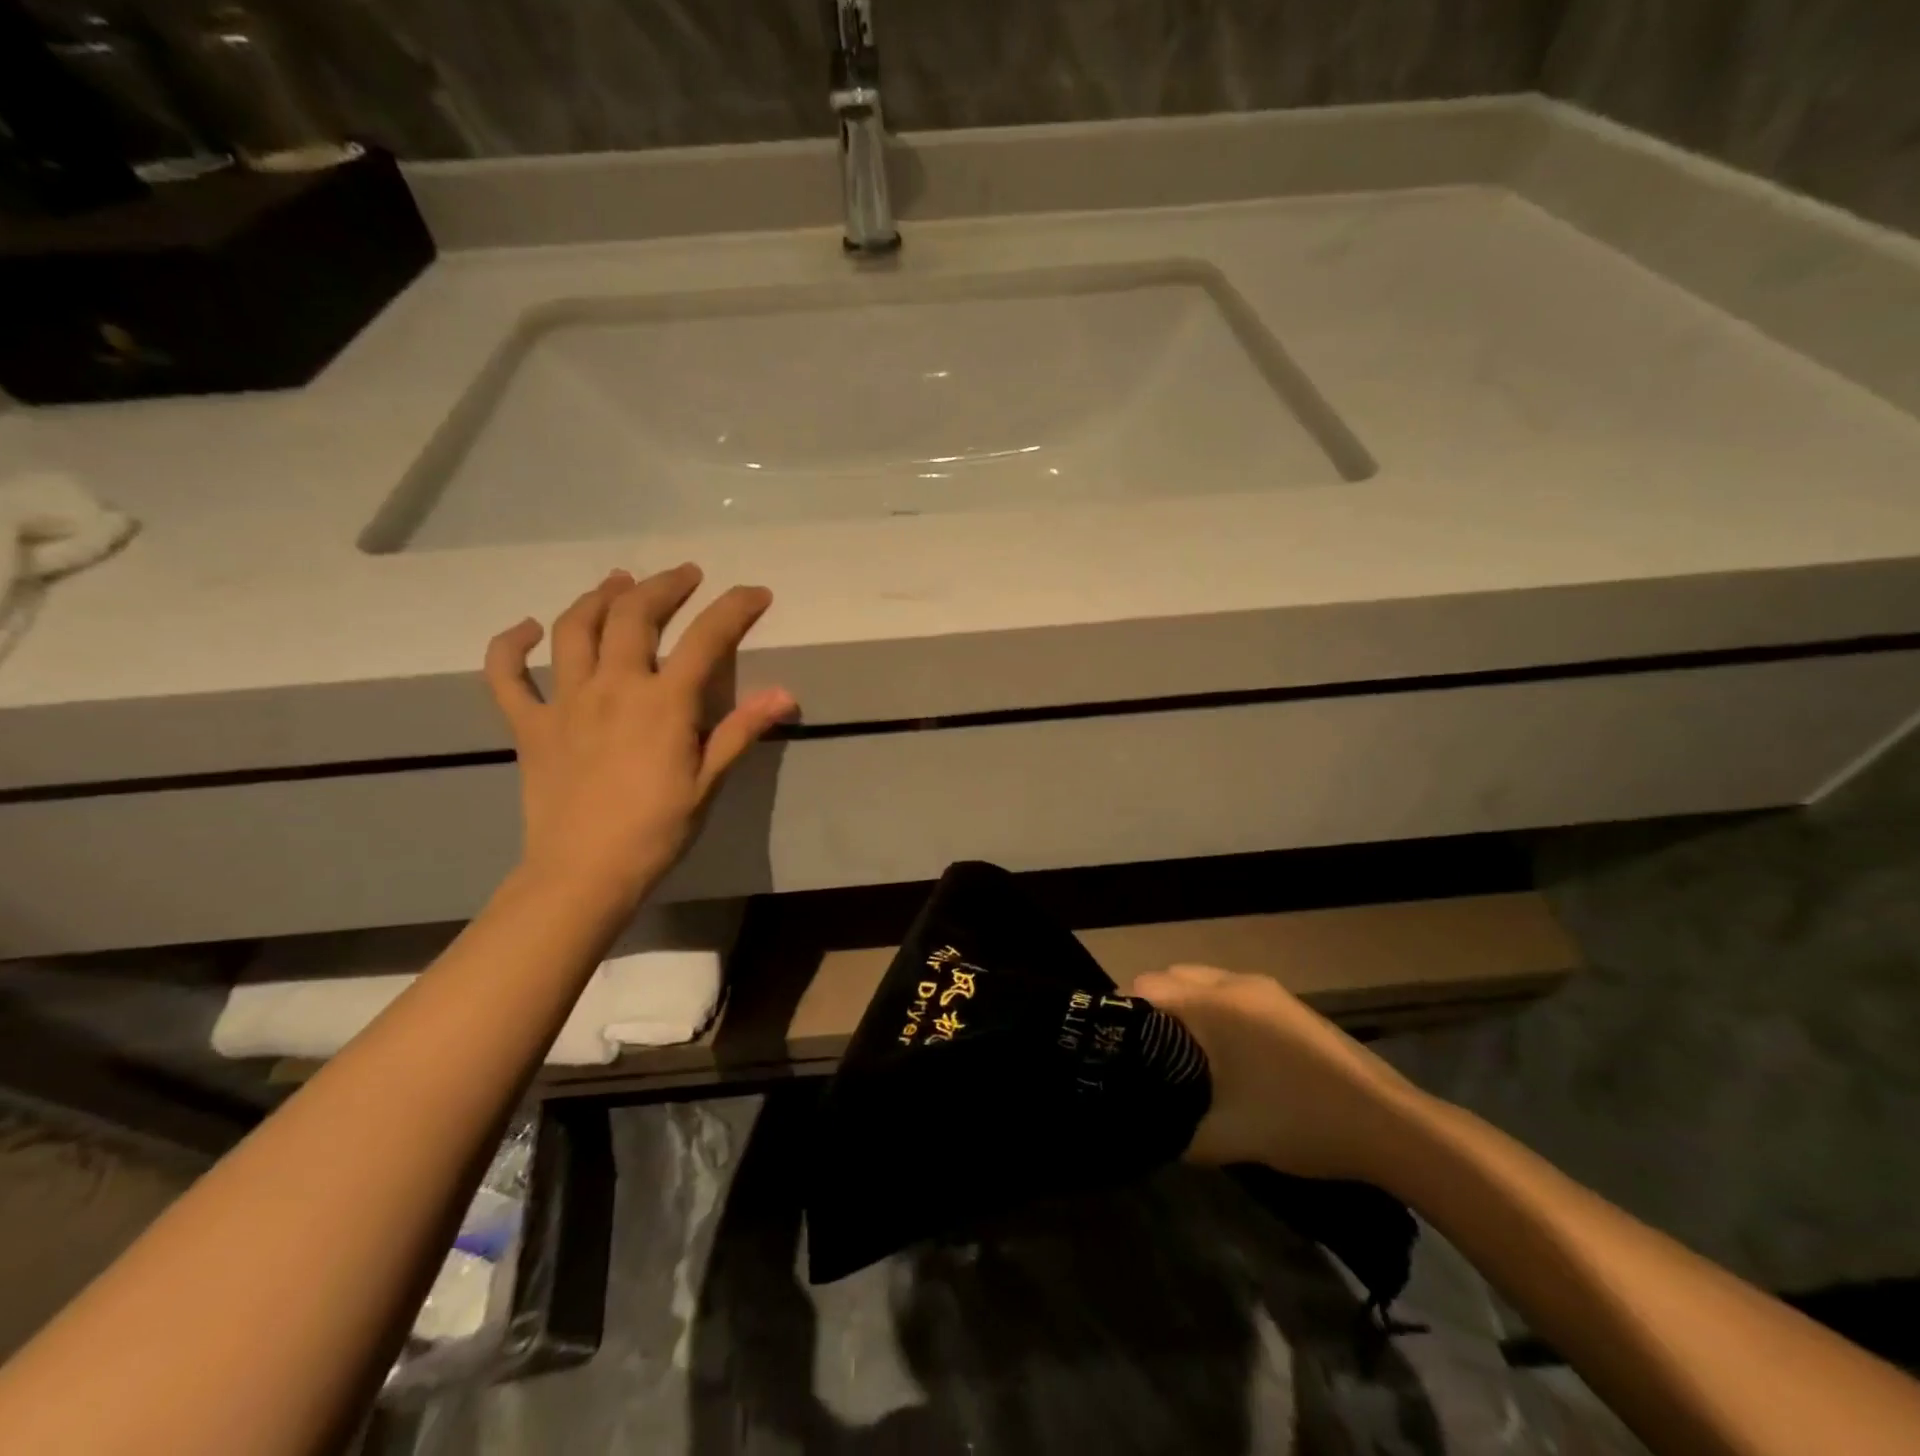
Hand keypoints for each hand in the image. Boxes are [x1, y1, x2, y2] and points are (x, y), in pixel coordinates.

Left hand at [483, 564, 795, 909]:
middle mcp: (613, 687)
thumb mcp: (708, 782)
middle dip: (663, 585)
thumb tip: (785, 694)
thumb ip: (741, 730)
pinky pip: (507, 676)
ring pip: (575, 629)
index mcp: (663, 703)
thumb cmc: (656, 830)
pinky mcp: (529, 725)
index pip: (706, 639)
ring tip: (618, 582)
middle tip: (684, 575)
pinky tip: (528, 629)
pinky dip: (510, 646)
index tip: (755, 593)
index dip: (734, 608)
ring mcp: (564, 702)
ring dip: (598, 597)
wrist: (584, 873)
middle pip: (635, 615)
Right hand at [1132, 966, 1427, 1179]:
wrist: (1389, 1125)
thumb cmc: (1300, 1122)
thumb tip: (1146, 1127)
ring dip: (1183, 1006)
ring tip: (1179, 1053)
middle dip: (1150, 1008)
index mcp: (1213, 1004)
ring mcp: (1265, 989)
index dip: (1122, 1015)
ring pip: (1201, 981)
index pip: (1144, 987)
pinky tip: (1223, 1053)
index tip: (1115, 1050)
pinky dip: (1211, 1009)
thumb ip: (1175, 1131)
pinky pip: (1229, 991)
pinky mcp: (1286, 1002)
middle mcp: (1234, 983)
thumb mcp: (1226, 1138)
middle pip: (1169, 976)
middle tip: (1145, 1055)